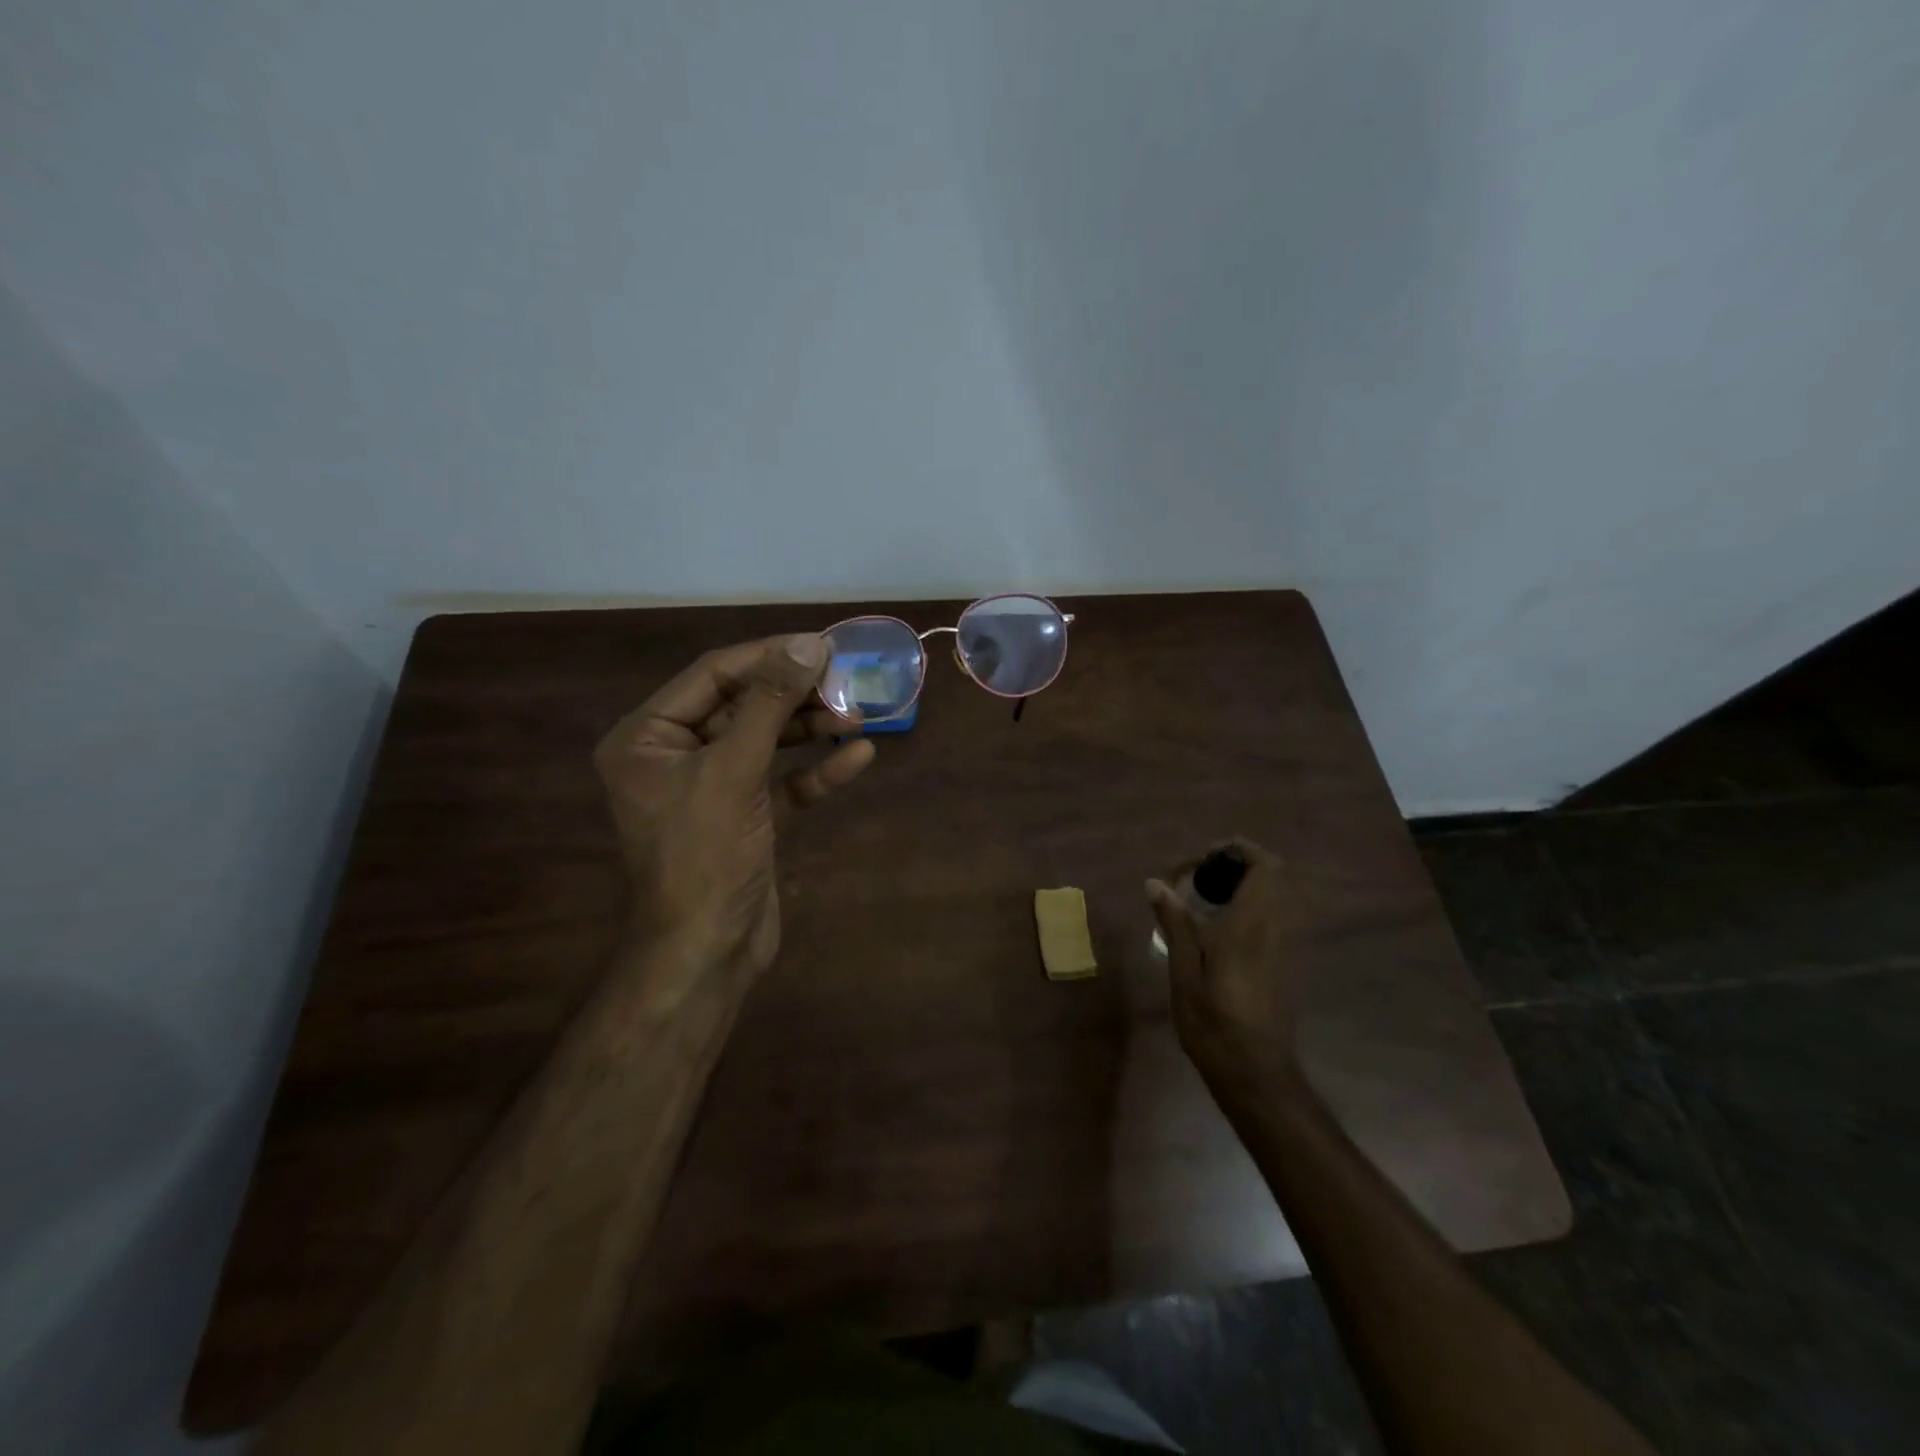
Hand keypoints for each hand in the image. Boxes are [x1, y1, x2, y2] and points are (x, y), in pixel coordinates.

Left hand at [593, 635, 874, 994]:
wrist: (707, 954)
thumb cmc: (705, 856)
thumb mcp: (734, 771)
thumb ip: (770, 704)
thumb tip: (808, 644)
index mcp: (647, 736)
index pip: (713, 675)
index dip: (769, 656)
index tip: (822, 645)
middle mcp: (674, 754)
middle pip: (742, 705)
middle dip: (795, 695)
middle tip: (846, 680)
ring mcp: (711, 787)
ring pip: (766, 741)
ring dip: (811, 729)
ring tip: (858, 715)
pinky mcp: (745, 815)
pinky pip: (781, 780)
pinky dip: (816, 770)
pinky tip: (858, 757)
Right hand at [1147, 838, 1310, 1103]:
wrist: (1256, 1072)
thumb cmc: (1213, 1024)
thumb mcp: (1183, 974)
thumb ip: (1175, 924)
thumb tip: (1155, 883)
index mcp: (1249, 926)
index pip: (1265, 867)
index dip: (1239, 850)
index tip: (1203, 858)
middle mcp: (1274, 928)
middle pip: (1276, 874)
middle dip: (1240, 862)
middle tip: (1201, 875)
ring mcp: (1286, 945)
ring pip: (1278, 893)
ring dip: (1247, 882)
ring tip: (1206, 895)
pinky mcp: (1286, 961)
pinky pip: (1276, 913)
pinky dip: (1252, 903)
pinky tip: (1220, 925)